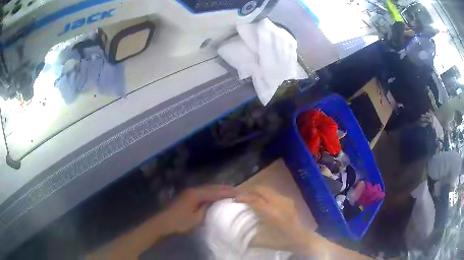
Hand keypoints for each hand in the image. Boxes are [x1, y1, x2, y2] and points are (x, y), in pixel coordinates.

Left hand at [159, 185, 237, 234]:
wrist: (163, 222)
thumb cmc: (180, 222)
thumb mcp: (196, 219)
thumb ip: (206, 209)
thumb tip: (213, 203)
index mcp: (196, 194)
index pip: (216, 192)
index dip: (229, 193)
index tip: (240, 194)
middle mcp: (193, 190)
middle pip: (212, 187)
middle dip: (225, 189)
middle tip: (238, 191)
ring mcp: (189, 192)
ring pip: (208, 188)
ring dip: (219, 189)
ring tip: (230, 192)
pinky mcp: (187, 195)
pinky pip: (203, 191)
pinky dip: (212, 192)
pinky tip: (215, 195)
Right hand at [236, 186, 313, 252]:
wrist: (300, 238)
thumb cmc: (281, 241)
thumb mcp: (261, 241)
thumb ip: (247, 235)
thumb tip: (234, 230)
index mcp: (273, 214)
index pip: (256, 200)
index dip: (244, 197)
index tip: (235, 198)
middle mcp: (280, 203)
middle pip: (262, 189)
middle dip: (250, 190)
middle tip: (241, 195)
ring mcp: (286, 200)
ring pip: (268, 189)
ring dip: (257, 191)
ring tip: (249, 197)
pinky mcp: (289, 200)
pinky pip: (273, 193)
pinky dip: (264, 194)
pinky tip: (260, 200)